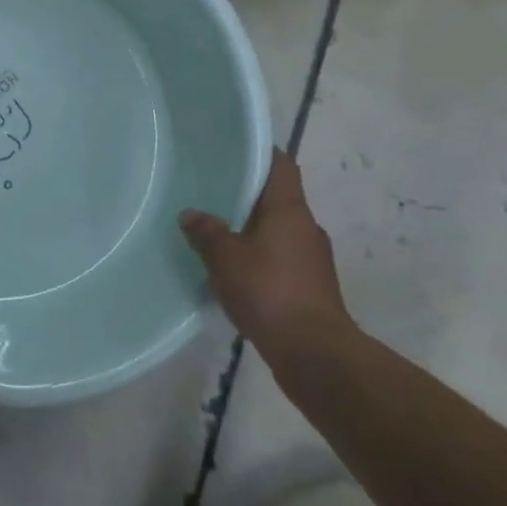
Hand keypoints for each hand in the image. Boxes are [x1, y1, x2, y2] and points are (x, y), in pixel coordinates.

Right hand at [181, 152, 355, 360]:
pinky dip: (259, 260)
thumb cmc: (271, 292)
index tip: (232, 149)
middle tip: (211, 191)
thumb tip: (190, 214)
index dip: (259, 152)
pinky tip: (234, 274)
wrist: (316, 356)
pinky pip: (280, 261)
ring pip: (277, 232)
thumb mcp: (225, 257)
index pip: (280, 164)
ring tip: (216, 234)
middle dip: (246, 195)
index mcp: (289, 209)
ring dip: (251, 231)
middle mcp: (306, 227)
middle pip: (276, 198)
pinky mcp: (311, 289)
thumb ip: (206, 231)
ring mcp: (312, 260)